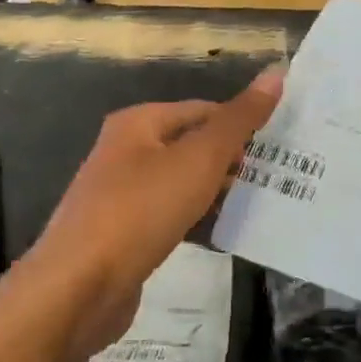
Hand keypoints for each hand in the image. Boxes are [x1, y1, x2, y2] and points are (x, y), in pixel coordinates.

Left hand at [21, 68, 281, 360]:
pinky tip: (225, 234)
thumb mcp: (198, 159)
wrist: (79, 288)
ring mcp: (122, 195)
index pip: (203, 110)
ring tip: (262, 203)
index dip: (242, 123)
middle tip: (278, 175)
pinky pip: (171, 216)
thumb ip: (238, 119)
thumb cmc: (141, 210)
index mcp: (139, 123)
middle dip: (233, 159)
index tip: (281, 145)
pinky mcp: (125, 234)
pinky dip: (198, 220)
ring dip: (218, 191)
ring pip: (183, 183)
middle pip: (192, 145)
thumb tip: (276, 72)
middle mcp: (126, 151)